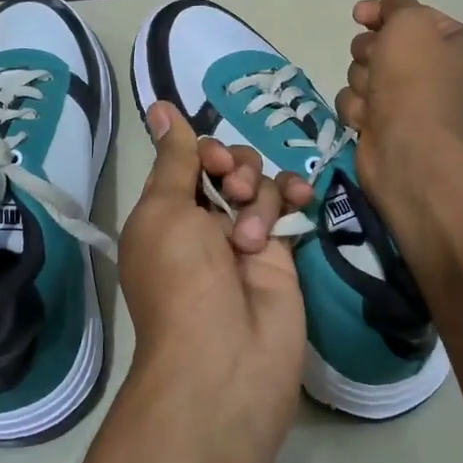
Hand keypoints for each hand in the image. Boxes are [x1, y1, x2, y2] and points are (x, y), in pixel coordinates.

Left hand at [117, 102, 313, 412]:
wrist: (226, 356)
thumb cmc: (181, 278)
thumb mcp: (164, 211)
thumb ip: (175, 159)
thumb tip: (159, 107)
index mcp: (166, 212)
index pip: (189, 160)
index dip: (204, 150)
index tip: (211, 162)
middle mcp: (203, 221)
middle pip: (228, 165)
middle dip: (235, 168)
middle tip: (235, 195)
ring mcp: (244, 237)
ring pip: (260, 183)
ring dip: (260, 197)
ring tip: (253, 237)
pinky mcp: (281, 253)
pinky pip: (289, 208)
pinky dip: (295, 195)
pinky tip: (302, 197)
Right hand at [336, 0, 462, 203]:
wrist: (408, 151)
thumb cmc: (415, 81)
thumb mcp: (409, 24)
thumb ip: (399, 3)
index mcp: (458, 44)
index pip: (414, 16)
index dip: (385, 13)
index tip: (361, 14)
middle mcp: (439, 71)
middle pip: (385, 43)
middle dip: (370, 52)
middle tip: (376, 62)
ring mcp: (411, 100)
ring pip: (365, 72)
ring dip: (363, 80)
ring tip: (375, 97)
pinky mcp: (386, 124)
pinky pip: (359, 102)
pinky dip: (359, 108)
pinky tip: (368, 119)